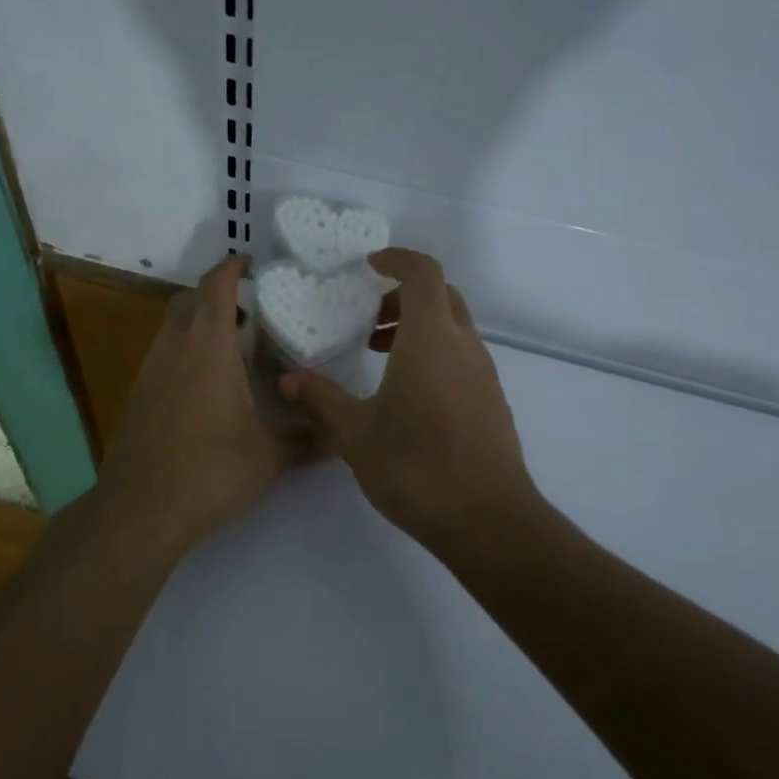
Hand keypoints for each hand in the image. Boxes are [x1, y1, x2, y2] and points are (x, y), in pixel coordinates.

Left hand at [95, 254, 313, 557]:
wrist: (140, 511)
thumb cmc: (209, 473)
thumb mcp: (269, 458)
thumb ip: (309, 442)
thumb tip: (342, 437)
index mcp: (208, 348)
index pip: (216, 287)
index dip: (232, 267)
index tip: (252, 263)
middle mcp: (174, 349)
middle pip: (188, 300)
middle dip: (216, 295)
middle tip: (250, 311)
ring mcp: (150, 371)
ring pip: (171, 327)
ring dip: (197, 323)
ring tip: (232, 347)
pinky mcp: (138, 396)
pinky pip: (162, 354)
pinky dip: (184, 351)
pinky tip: (206, 385)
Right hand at [278, 249, 537, 548]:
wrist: (486, 519)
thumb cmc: (415, 466)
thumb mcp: (355, 432)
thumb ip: (321, 399)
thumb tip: (286, 380)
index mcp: (430, 338)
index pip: (423, 272)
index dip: (397, 259)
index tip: (368, 267)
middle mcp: (463, 345)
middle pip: (441, 294)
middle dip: (404, 294)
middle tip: (368, 319)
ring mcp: (483, 372)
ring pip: (454, 326)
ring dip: (419, 326)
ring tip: (380, 355)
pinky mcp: (492, 399)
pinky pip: (462, 355)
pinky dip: (435, 351)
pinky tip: (409, 392)